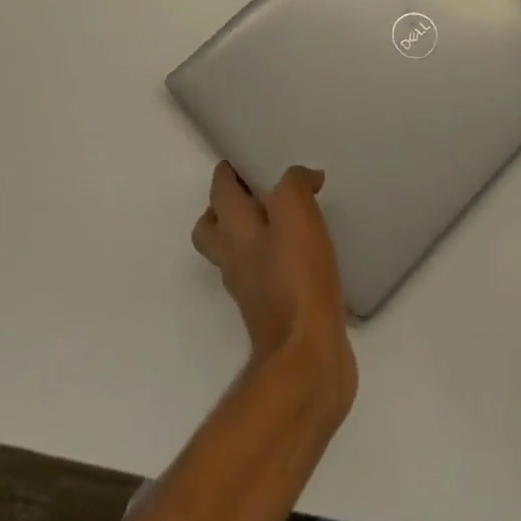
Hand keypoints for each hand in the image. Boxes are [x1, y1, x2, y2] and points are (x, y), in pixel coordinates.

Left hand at [192, 163, 356, 413]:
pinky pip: (265, 277)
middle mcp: (235, 260)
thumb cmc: (297, 278)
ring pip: (238, 254)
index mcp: (235, 232)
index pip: (219, 194)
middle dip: (223, 208)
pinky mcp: (273, 314)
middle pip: (212, 230)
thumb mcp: (298, 214)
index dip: (226, 174)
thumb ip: (295, 185)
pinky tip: (304, 256)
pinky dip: (276, 262)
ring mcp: (251, 291)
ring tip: (282, 220)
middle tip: (251, 191)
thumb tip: (305, 177)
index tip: (238, 161)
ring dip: (250, 236)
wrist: (308, 359)